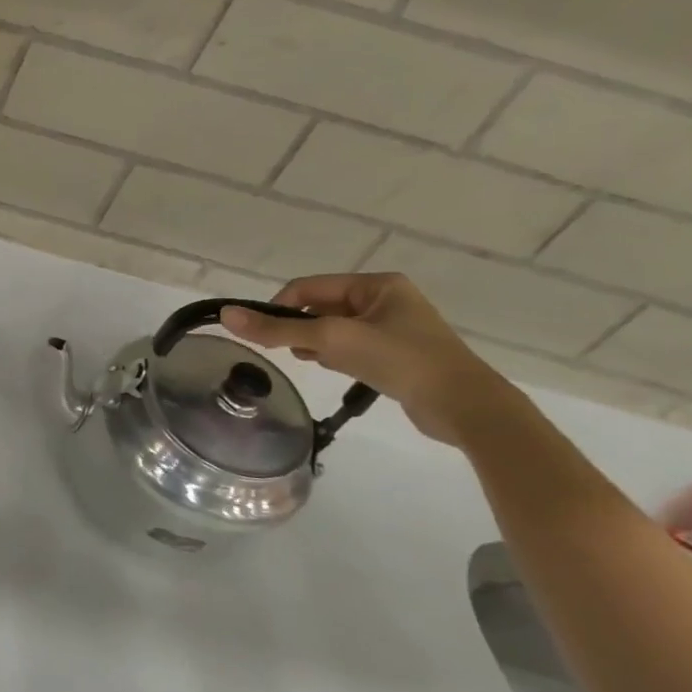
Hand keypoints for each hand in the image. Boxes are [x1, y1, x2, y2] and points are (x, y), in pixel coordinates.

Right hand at [219, 272, 514, 446]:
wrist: (465, 406)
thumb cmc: (400, 361)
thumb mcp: (331, 340)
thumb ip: (277, 328)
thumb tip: (226, 315)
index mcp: (377, 284)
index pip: (307, 287)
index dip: (279, 308)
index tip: (266, 335)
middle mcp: (385, 299)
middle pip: (318, 308)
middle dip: (299, 328)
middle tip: (291, 351)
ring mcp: (393, 327)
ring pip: (332, 329)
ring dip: (316, 344)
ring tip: (315, 362)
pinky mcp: (397, 354)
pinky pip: (350, 347)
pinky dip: (335, 356)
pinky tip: (336, 371)